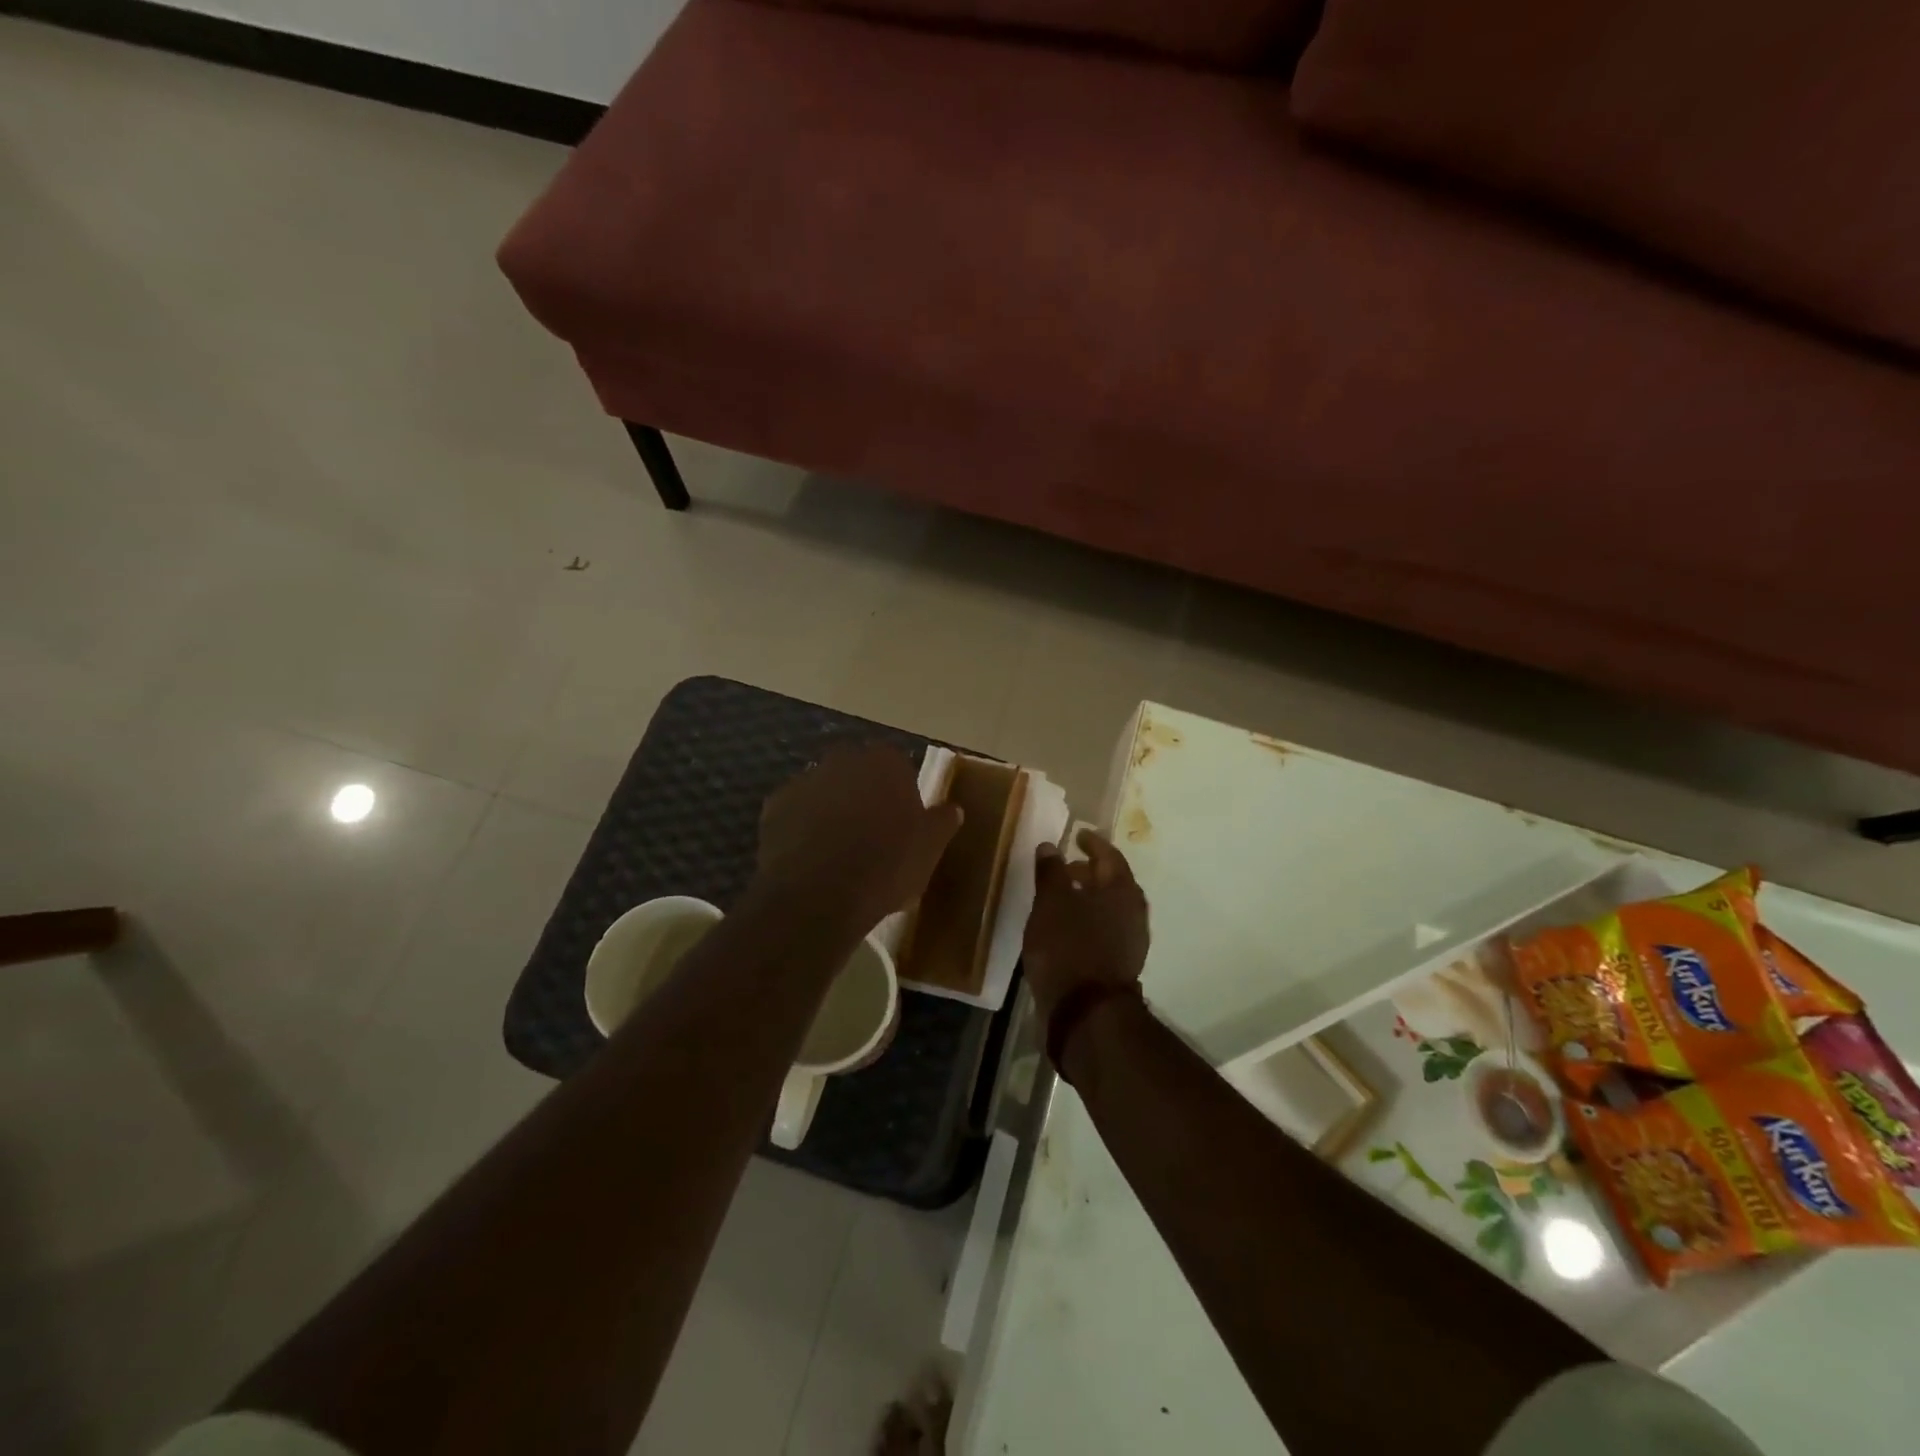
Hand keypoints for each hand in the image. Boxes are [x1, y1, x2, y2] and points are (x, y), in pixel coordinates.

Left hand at [753, 743, 963, 939]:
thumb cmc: (886, 866)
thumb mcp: (930, 849)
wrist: (819, 895)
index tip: (903, 824)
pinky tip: (811, 859)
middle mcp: (843, 760)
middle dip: (864, 796)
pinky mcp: (774, 806)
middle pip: (858, 775)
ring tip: (838, 853)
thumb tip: (952, 809)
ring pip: (825, 792)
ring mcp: (804, 780)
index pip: (898, 768)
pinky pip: (796, 814)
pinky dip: (803, 829)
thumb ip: (942, 822)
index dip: (900, 795)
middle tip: (872, 836)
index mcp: (885, 763)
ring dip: (832, 811)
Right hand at [1022, 828, 1149, 1025]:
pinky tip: (1065, 927)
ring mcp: (1130, 940)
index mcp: (1122, 890)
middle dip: (1089, 871)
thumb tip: (1051, 846)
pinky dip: (1087, 920)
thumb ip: (1051, 872)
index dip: (1093, 843)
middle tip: (1065, 866)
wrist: (1085, 1012)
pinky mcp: (1119, 963)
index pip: (1110, 855)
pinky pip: (1104, 929)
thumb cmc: (1068, 947)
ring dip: (1087, 897)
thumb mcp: (1051, 903)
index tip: (1078, 834)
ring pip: (1108, 908)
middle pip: (1112, 882)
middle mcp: (1133, 912)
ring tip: (1060, 897)